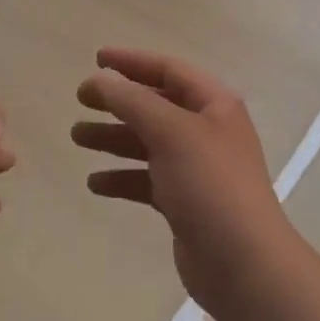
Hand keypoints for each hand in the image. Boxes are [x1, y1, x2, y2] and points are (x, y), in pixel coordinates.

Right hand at [72, 48, 296, 314]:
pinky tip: (95, 183)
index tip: (96, 59)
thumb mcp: (171, 132)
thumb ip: (132, 101)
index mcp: (214, 105)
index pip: (170, 70)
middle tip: (80, 100)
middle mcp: (207, 131)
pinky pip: (147, 180)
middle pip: (156, 105)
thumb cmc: (209, 185)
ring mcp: (197, 168)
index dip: (133, 62)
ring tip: (77, 137)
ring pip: (148, 143)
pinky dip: (122, 177)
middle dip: (118, 101)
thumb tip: (101, 79)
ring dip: (113, 137)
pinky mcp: (185, 202)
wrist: (242, 262)